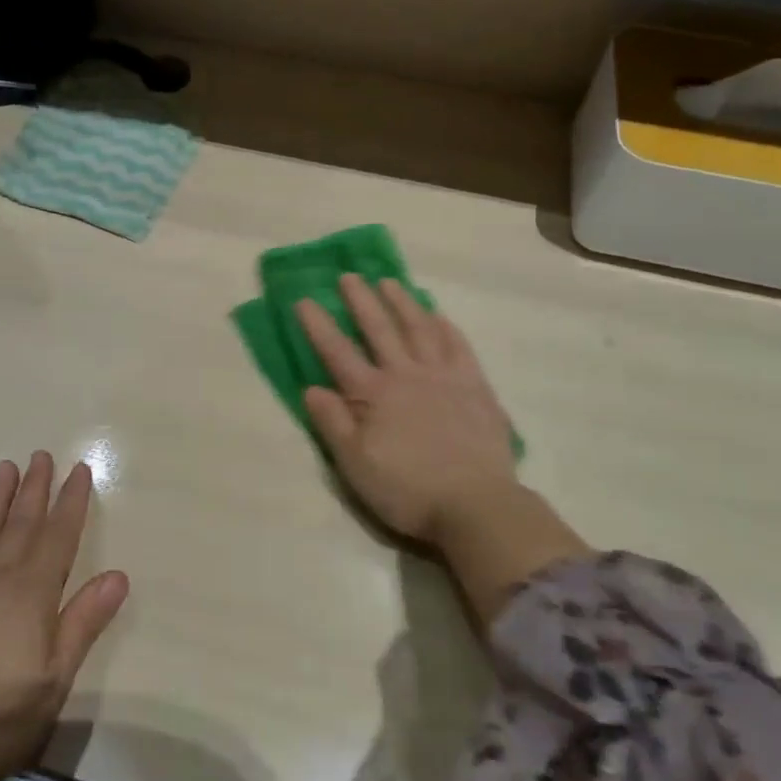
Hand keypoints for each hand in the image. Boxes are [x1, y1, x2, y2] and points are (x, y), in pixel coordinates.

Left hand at [0, 452, 128, 780]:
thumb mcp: (56, 680)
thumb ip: (84, 623)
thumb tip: (118, 575)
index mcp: (28, 595)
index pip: (57, 537)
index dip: (70, 502)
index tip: (79, 470)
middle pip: (19, 525)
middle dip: (34, 489)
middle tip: (42, 455)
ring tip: (5, 468)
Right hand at [296, 277, 519, 542]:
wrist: (476, 505)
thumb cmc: (408, 489)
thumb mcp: (355, 465)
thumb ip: (332, 423)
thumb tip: (311, 388)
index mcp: (373, 394)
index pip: (338, 352)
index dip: (319, 325)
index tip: (304, 300)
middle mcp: (406, 375)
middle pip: (379, 329)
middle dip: (361, 301)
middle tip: (349, 276)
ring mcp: (444, 377)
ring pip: (419, 329)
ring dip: (402, 303)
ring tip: (389, 282)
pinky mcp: (475, 387)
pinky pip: (459, 347)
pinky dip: (446, 328)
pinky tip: (439, 316)